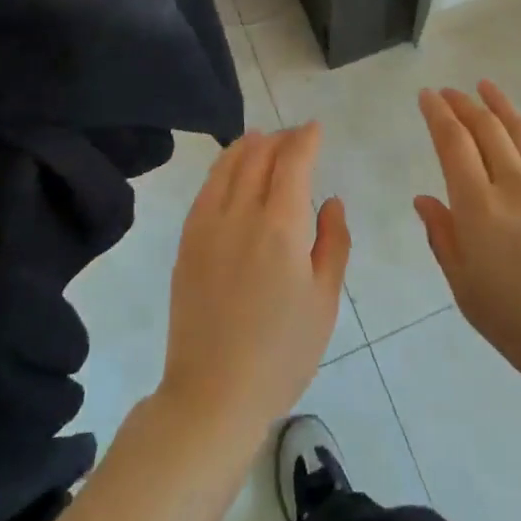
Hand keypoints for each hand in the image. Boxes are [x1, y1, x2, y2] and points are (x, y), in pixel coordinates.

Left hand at [161, 126, 350, 442]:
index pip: (292, 161)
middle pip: (259, 155)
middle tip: (296, 136)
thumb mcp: (324, 300)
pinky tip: (231, 169)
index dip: (305, 139)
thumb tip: (330, 202)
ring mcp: (207, 225)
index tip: (315, 128)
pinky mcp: (187, 241)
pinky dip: (222, 167)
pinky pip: (206, 188)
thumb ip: (333, 242)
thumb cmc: (282, 352)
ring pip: (228, 165)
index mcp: (280, 226)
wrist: (214, 392)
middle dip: (280, 138)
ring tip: (263, 138)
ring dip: (249, 145)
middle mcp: (241, 213)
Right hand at [415, 82, 520, 404]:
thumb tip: (425, 200)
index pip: (453, 144)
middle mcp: (514, 185)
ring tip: (484, 87)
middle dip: (463, 104)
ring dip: (499, 105)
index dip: (438, 114)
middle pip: (486, 128)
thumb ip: (444, 239)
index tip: (427, 95)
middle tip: (449, 91)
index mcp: (479, 209)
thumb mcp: (469, 293)